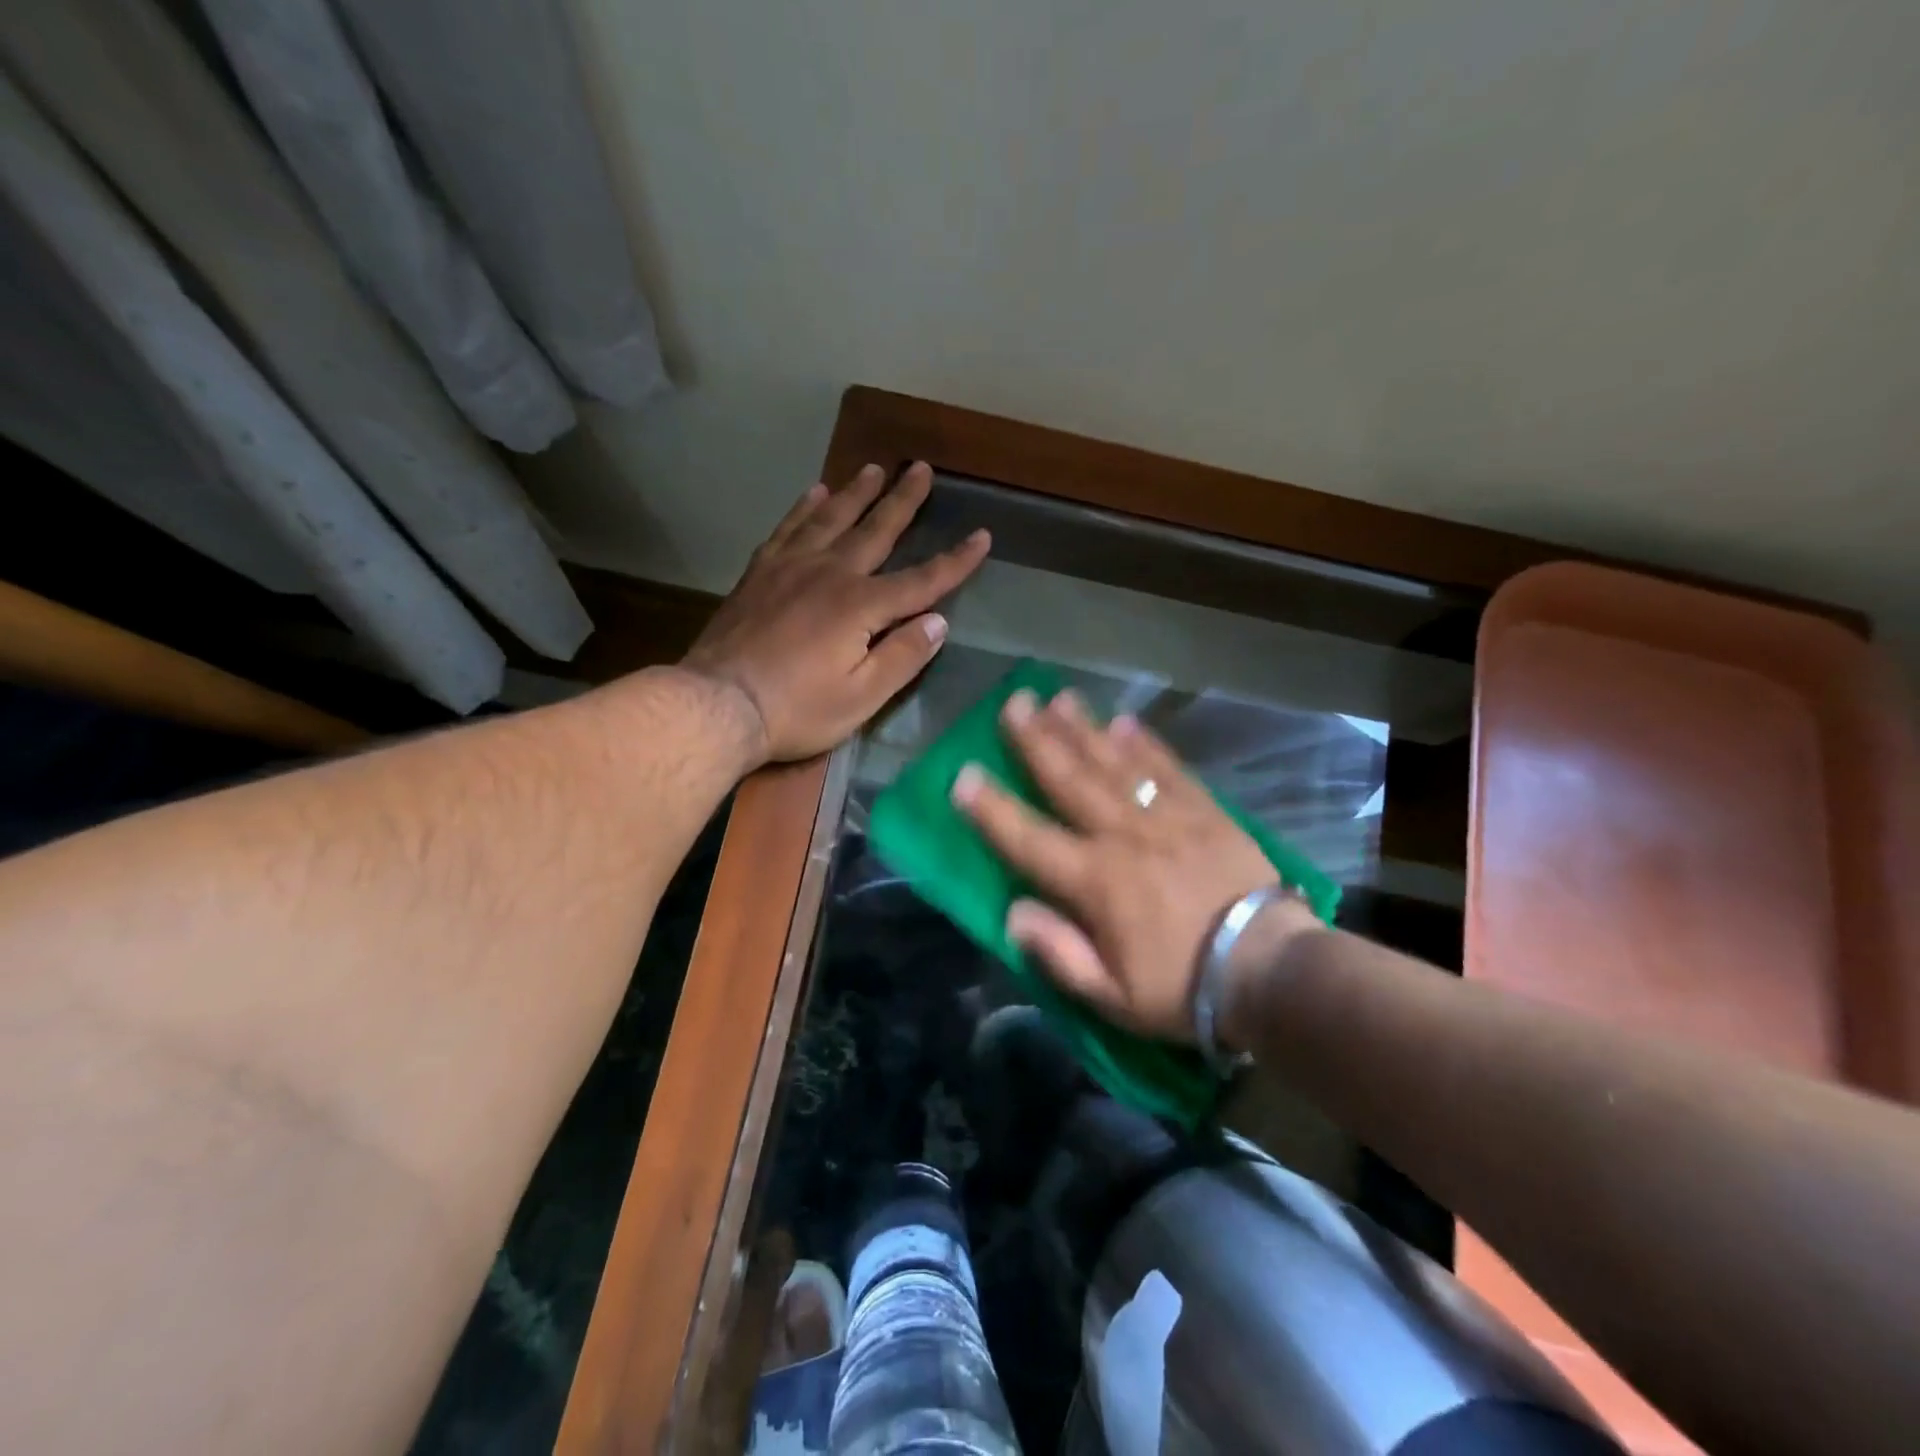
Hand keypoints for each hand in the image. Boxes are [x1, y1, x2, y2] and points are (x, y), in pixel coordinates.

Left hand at [682, 463, 989, 762]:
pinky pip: (787, 529)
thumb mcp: (862, 697)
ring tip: (873, 469)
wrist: (719, 704)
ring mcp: (790, 568)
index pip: (922, 580)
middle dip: (903, 500)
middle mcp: (830, 574)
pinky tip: (814, 494)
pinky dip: (803, 509)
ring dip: (855, 493)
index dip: (956, 561)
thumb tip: (938, 622)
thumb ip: (903, 657)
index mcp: (861, 606)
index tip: (982, 536)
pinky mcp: (760, 574)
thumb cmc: (797, 709)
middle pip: (876, 530)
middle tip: (921, 468)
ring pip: (830, 519)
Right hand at [951, 688, 1321, 1042]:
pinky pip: (1169, 768)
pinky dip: (1145, 744)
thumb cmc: (1184, 989)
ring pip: (1115, 763)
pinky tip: (1126, 721)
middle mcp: (1123, 836)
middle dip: (1038, 740)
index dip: (991, 808)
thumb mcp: (1112, 995)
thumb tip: (1014, 912)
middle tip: (1014, 703)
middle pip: (1071, 779)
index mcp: (1095, 881)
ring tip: (1059, 698)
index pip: (1029, 838)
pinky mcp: (1205, 811)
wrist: (1271, 970)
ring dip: (1084, 729)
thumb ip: (1059, 953)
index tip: (963, 774)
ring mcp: (1167, 817)